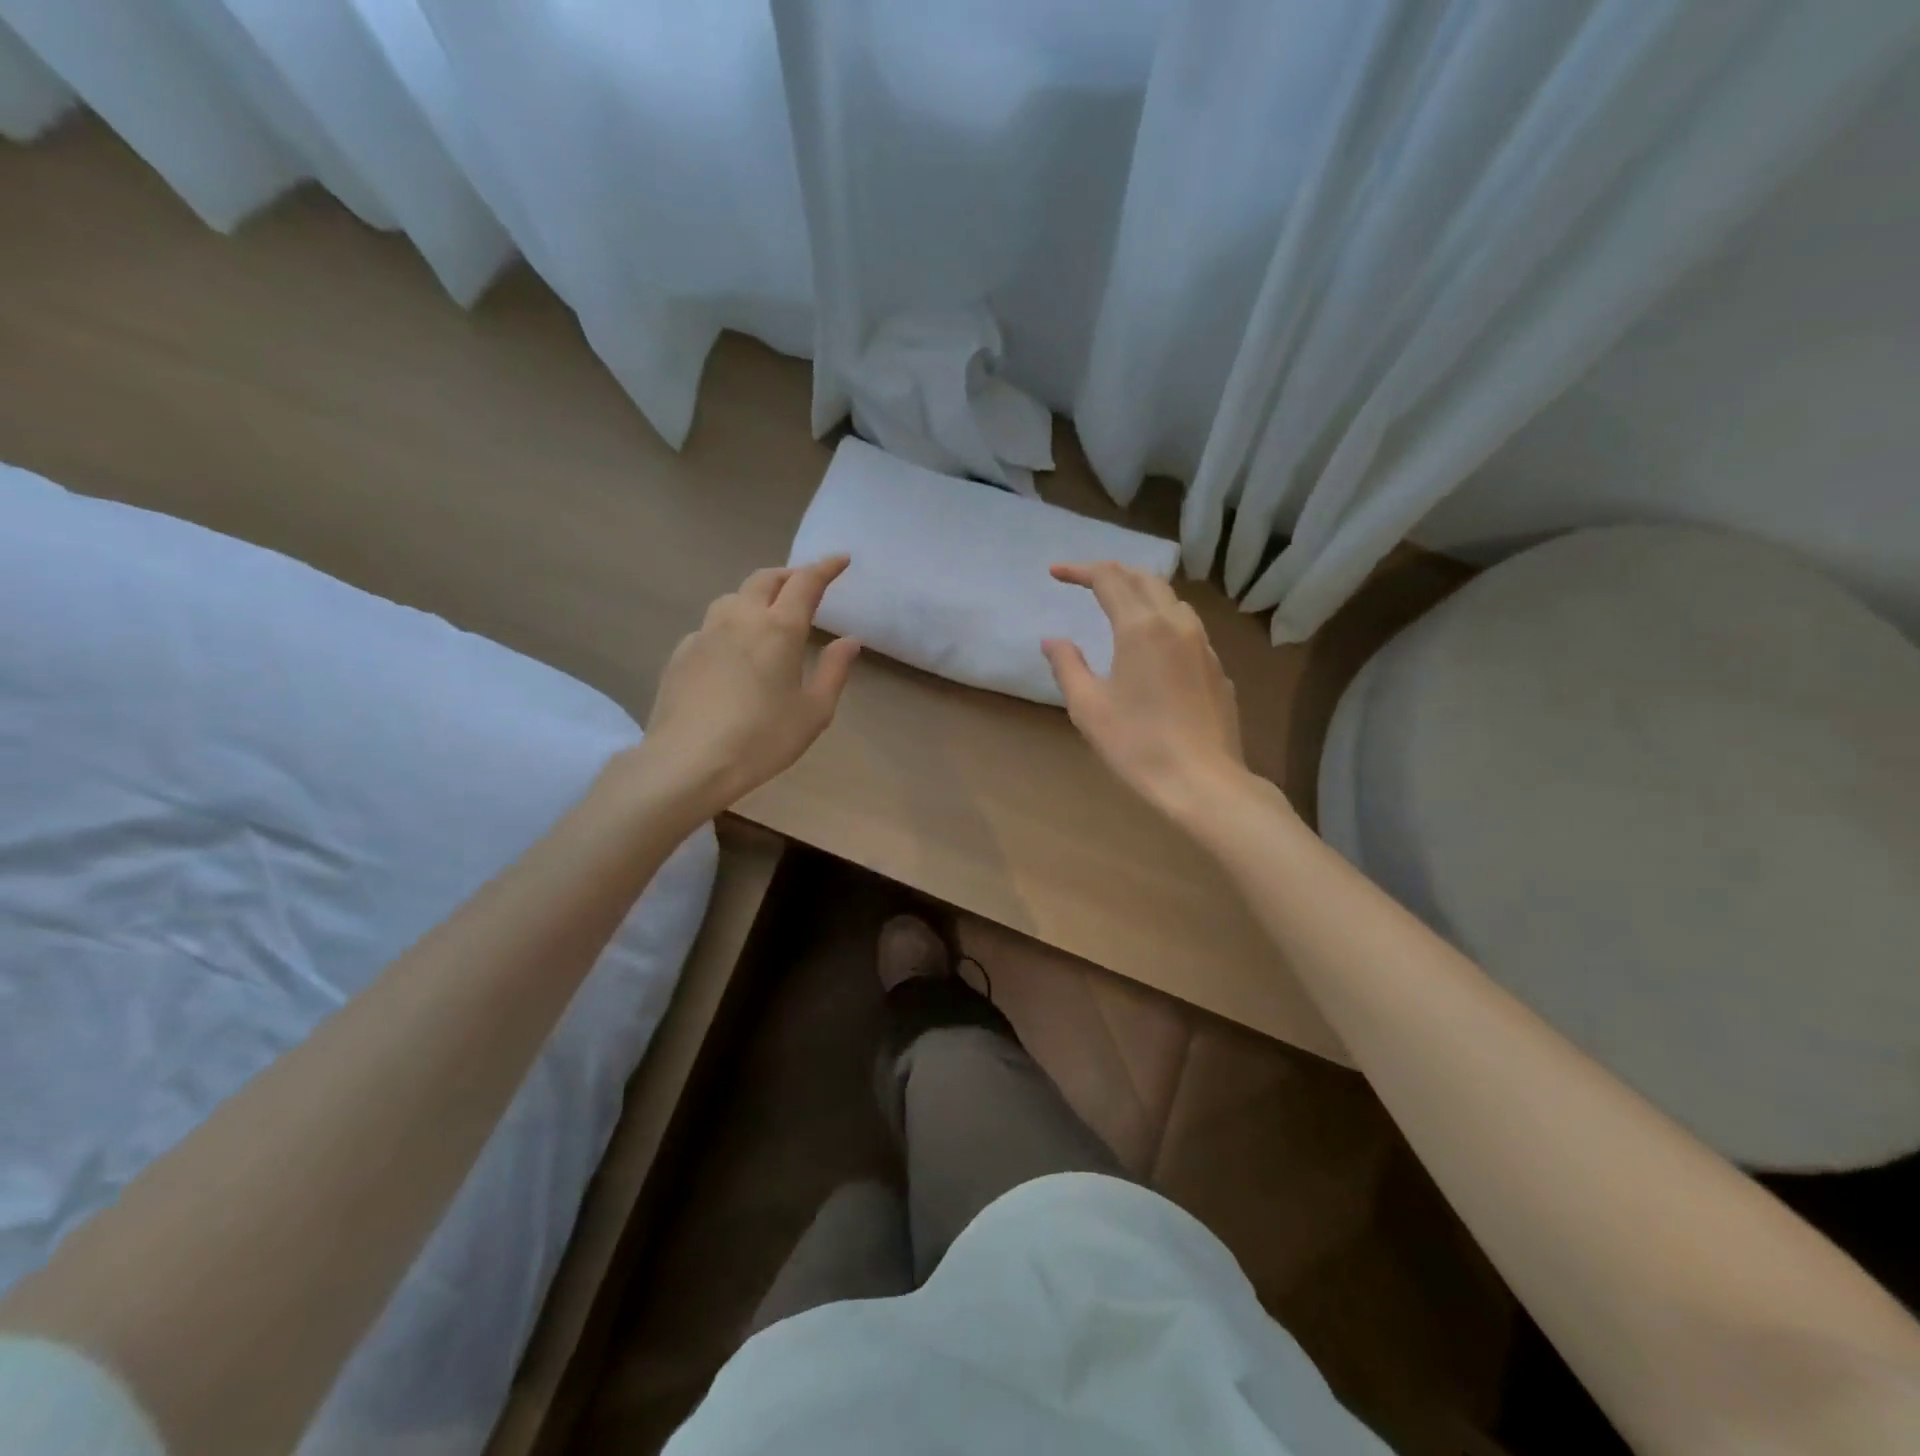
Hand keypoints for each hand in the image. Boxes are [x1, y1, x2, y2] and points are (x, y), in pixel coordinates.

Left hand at [636, 556, 860, 815]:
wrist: (688, 761)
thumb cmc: (762, 739)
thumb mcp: (813, 712)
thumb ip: (834, 671)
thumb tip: (850, 641)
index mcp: (779, 629)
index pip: (806, 582)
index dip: (826, 567)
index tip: (841, 560)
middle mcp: (740, 619)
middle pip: (766, 579)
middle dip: (789, 575)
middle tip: (805, 585)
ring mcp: (705, 633)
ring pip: (733, 597)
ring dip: (756, 595)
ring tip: (768, 613)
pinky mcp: (681, 653)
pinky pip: (711, 626)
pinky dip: (730, 625)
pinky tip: (733, 651)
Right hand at [1042, 561, 1250, 827]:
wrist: (1203, 781)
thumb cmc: (1137, 744)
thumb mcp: (1088, 707)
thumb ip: (1067, 666)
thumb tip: (1053, 640)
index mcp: (1141, 627)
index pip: (1109, 579)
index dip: (1080, 570)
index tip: (1055, 573)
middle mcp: (1176, 624)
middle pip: (1145, 579)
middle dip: (1113, 573)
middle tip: (1086, 581)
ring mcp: (1203, 645)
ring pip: (1171, 600)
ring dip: (1142, 592)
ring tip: (1120, 605)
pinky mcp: (1217, 667)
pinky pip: (1187, 627)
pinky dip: (1163, 619)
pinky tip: (1154, 645)